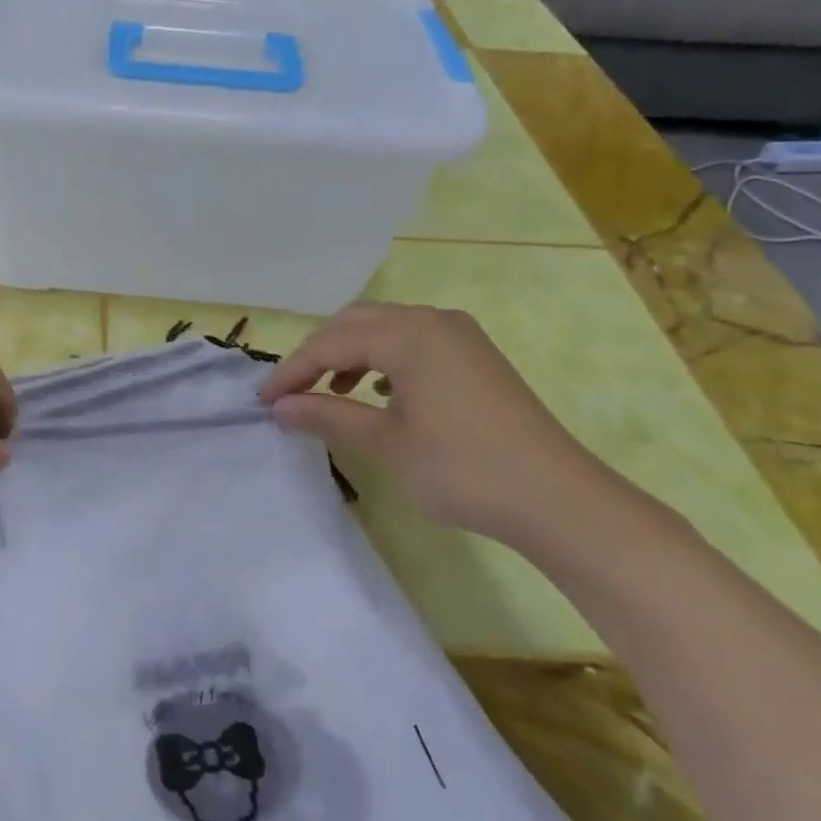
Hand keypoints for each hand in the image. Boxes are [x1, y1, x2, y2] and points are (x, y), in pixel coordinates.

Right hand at [260, 302, 627, 549]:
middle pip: (355, 323)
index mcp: (409, 334)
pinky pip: (412, 343)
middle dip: (317, 355)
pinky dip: (382, 360)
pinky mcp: (474, 356)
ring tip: (330, 393)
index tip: (262, 401)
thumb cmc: (463, 469)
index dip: (291, 370)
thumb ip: (327, 415)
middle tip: (290, 393)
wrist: (558, 500)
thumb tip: (278, 407)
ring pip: (384, 329)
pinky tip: (378, 393)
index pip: (331, 343)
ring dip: (349, 355)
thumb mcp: (386, 443)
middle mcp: (432, 321)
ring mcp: (459, 336)